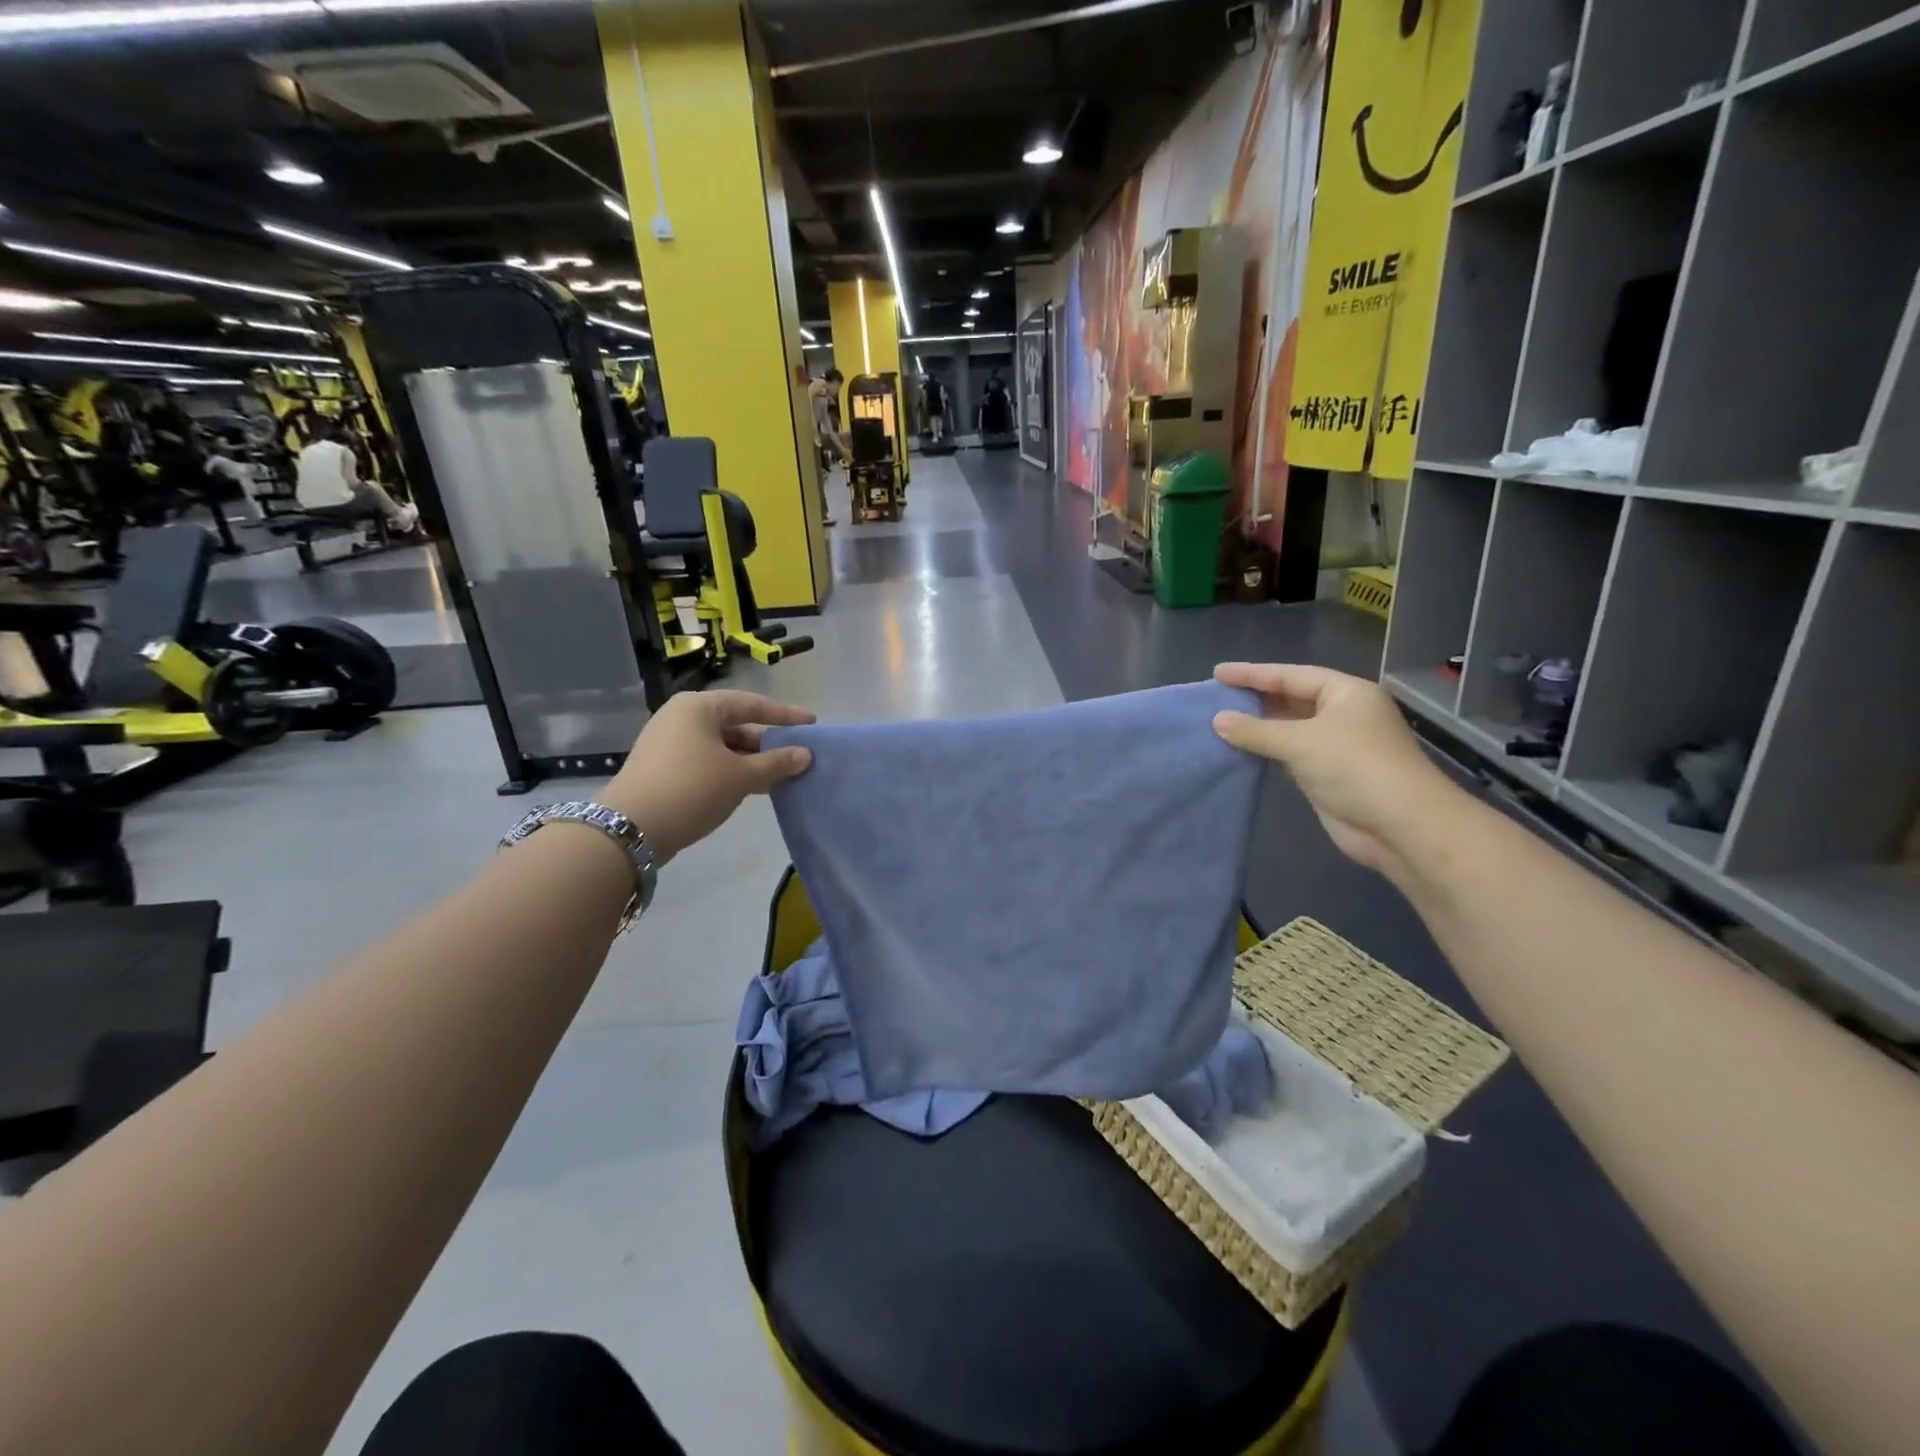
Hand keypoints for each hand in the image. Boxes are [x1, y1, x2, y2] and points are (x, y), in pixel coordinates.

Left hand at [603, 690, 813, 862]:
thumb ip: (776, 763)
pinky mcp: (660, 766)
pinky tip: (747, 786)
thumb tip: (806, 754)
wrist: (630, 829)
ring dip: (748, 759)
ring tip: (776, 775)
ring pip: (719, 744)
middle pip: (733, 723)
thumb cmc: (693, 789)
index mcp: (698, 707)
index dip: (784, 714)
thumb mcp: (741, 776)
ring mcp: (666, 741)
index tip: (811, 723)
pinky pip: (704, 759)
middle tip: (794, 754)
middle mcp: (680, 716)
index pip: (751, 703)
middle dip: (765, 741)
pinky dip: (728, 769)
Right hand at [1212, 663, 1456, 873]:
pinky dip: (1267, 750)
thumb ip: (1256, 730)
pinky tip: (1241, 750)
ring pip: (1290, 728)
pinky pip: (1290, 754)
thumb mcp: (1300, 742)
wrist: (1400, 826)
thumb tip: (1217, 720)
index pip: (1292, 676)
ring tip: (1220, 721)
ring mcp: (1337, 746)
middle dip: (1255, 698)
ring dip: (1259, 727)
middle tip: (1216, 697)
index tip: (1218, 673)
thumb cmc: (1354, 768)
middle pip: (1292, 699)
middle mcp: (1343, 714)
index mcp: (1346, 693)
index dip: (1253, 673)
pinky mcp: (1329, 774)